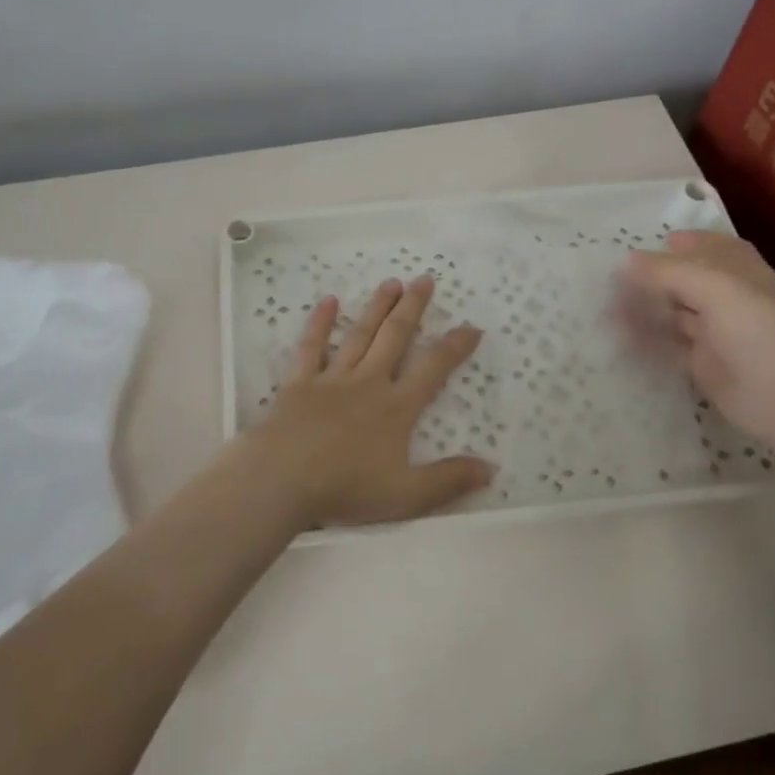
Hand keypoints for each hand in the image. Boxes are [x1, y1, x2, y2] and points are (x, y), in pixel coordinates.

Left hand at [226, 275, 495, 529]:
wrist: (283, 478)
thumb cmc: (346, 488)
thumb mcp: (407, 495)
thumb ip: (449, 480)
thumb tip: (491, 468)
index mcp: (396, 407)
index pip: (434, 369)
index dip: (455, 347)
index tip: (471, 326)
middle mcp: (368, 383)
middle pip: (395, 337)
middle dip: (412, 308)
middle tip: (424, 279)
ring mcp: (332, 378)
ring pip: (360, 335)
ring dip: (377, 308)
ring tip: (391, 282)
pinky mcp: (299, 382)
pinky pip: (311, 346)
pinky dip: (320, 323)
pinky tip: (329, 301)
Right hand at [614, 231, 774, 451]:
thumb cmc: (760, 331)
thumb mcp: (715, 289)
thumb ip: (668, 272)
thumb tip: (627, 260)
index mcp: (739, 273)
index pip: (709, 249)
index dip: (680, 245)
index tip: (642, 247)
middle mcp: (727, 299)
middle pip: (683, 282)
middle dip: (650, 281)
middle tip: (609, 283)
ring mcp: (715, 334)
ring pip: (672, 316)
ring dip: (642, 312)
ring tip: (605, 313)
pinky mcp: (704, 366)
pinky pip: (669, 349)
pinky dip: (646, 344)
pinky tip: (620, 342)